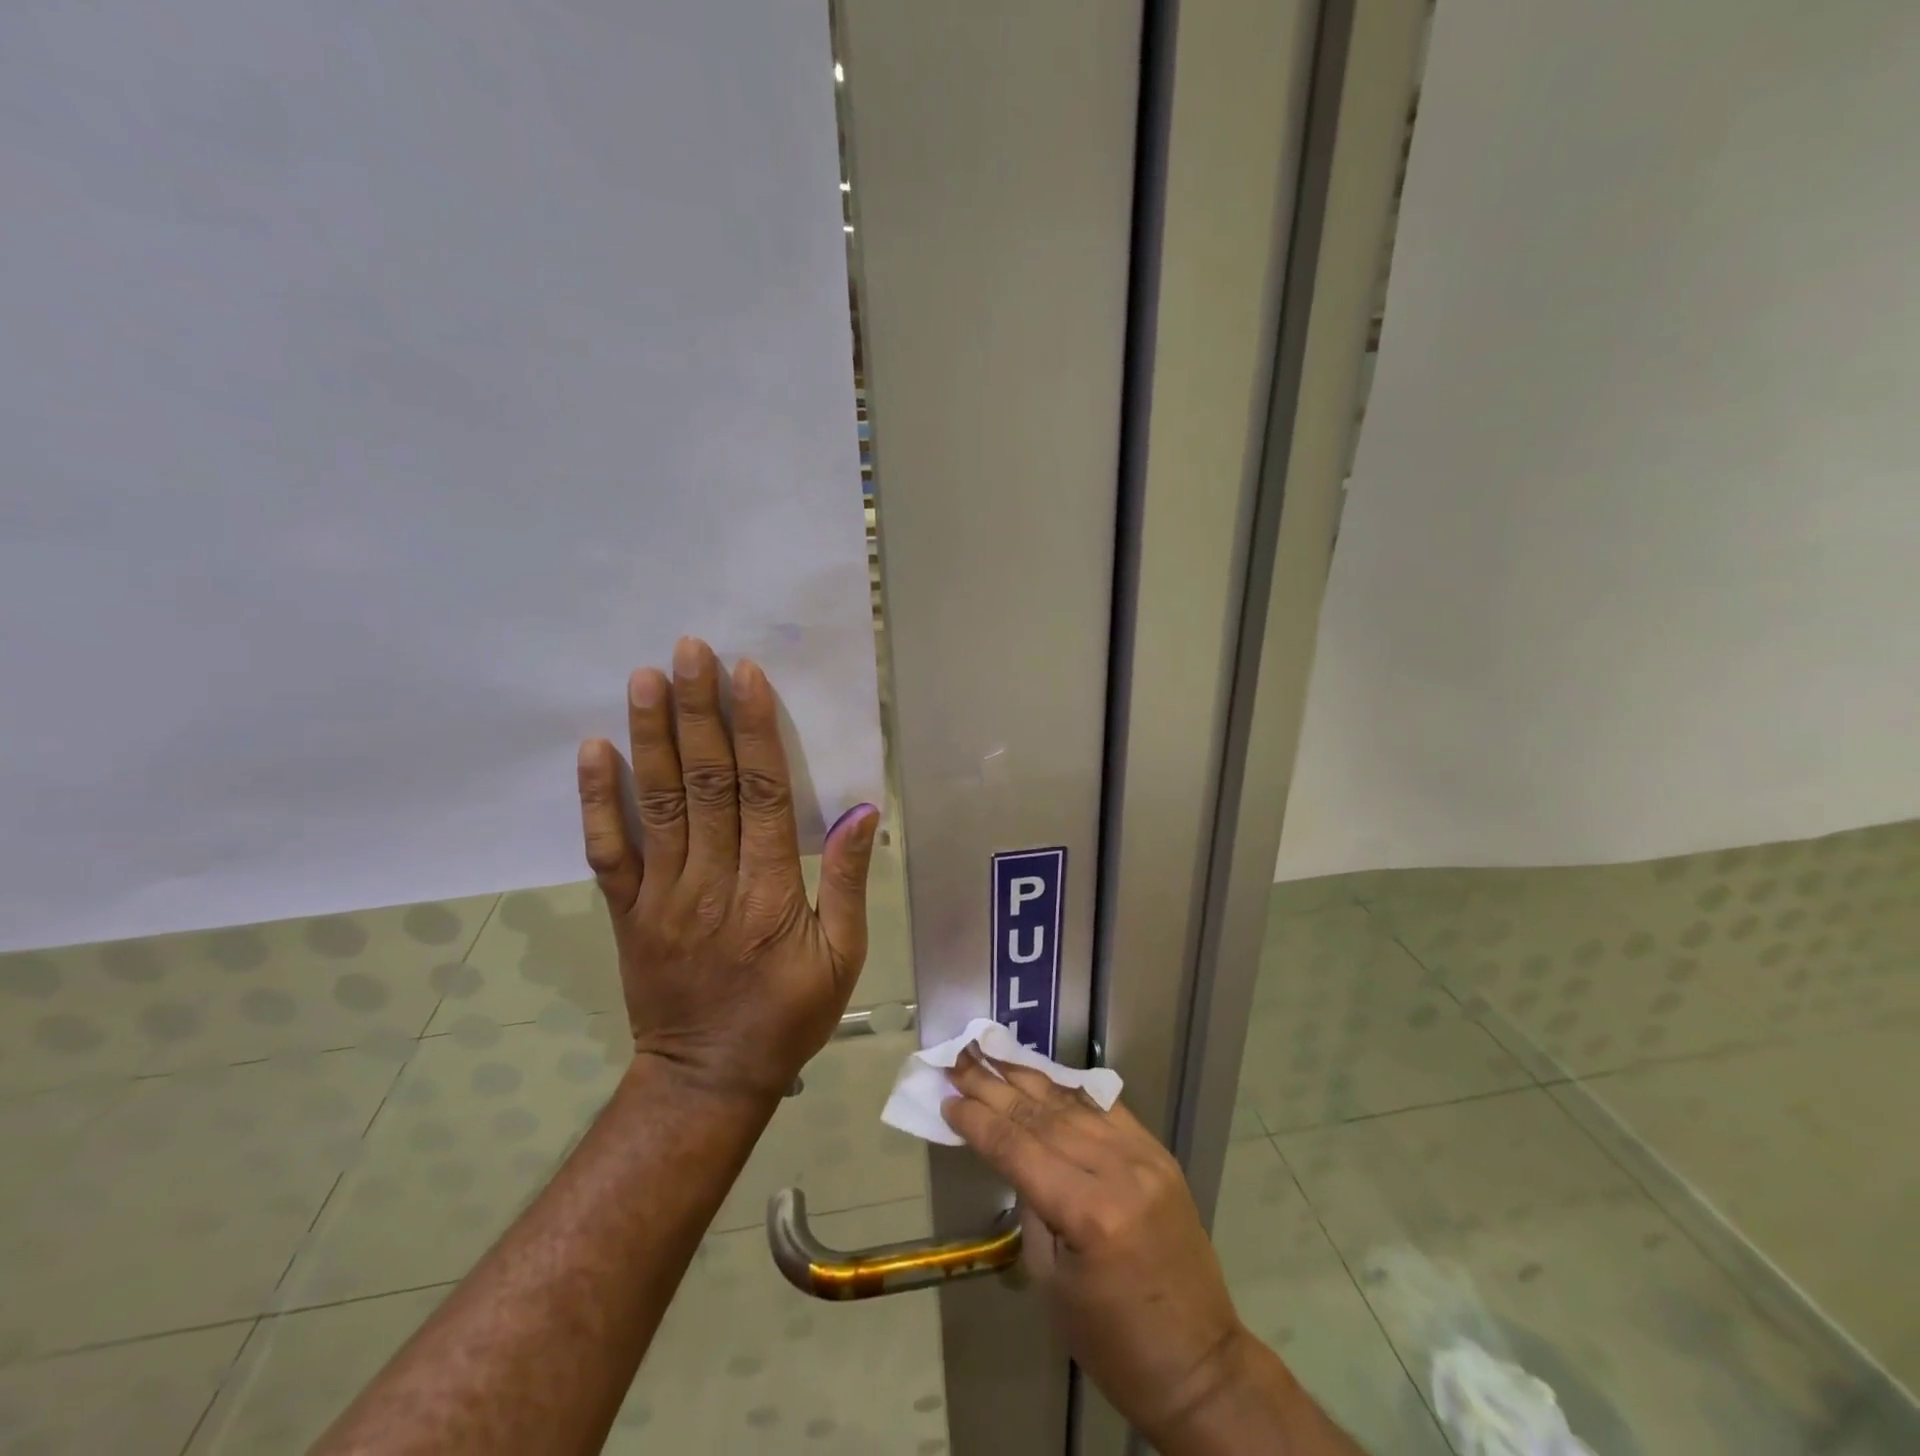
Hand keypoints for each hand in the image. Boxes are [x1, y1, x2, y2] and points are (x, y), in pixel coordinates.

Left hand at [575, 636, 879, 1101]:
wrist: (706, 1078)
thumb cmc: (788, 1016)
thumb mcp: (844, 958)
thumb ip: (849, 883)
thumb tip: (862, 812)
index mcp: (770, 893)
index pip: (762, 795)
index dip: (755, 731)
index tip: (747, 675)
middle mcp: (712, 882)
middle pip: (706, 784)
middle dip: (699, 712)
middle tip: (690, 651)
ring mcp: (662, 896)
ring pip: (657, 804)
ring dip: (651, 737)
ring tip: (644, 678)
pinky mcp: (627, 912)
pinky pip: (608, 851)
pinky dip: (598, 800)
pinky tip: (594, 750)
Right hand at [941, 1051, 1256, 1443]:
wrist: (1199, 1363)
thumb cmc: (1113, 1342)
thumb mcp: (1052, 1282)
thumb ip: (1032, 1207)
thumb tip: (1014, 1157)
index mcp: (1089, 1213)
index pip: (1019, 1149)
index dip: (979, 1122)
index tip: (948, 1099)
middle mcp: (1119, 1170)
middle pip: (1042, 1117)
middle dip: (995, 1087)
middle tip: (959, 1060)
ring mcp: (1144, 1155)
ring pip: (1072, 1105)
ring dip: (1027, 1077)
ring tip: (991, 1053)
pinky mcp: (1158, 1152)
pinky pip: (1105, 1108)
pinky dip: (1068, 1090)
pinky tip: (1041, 1072)